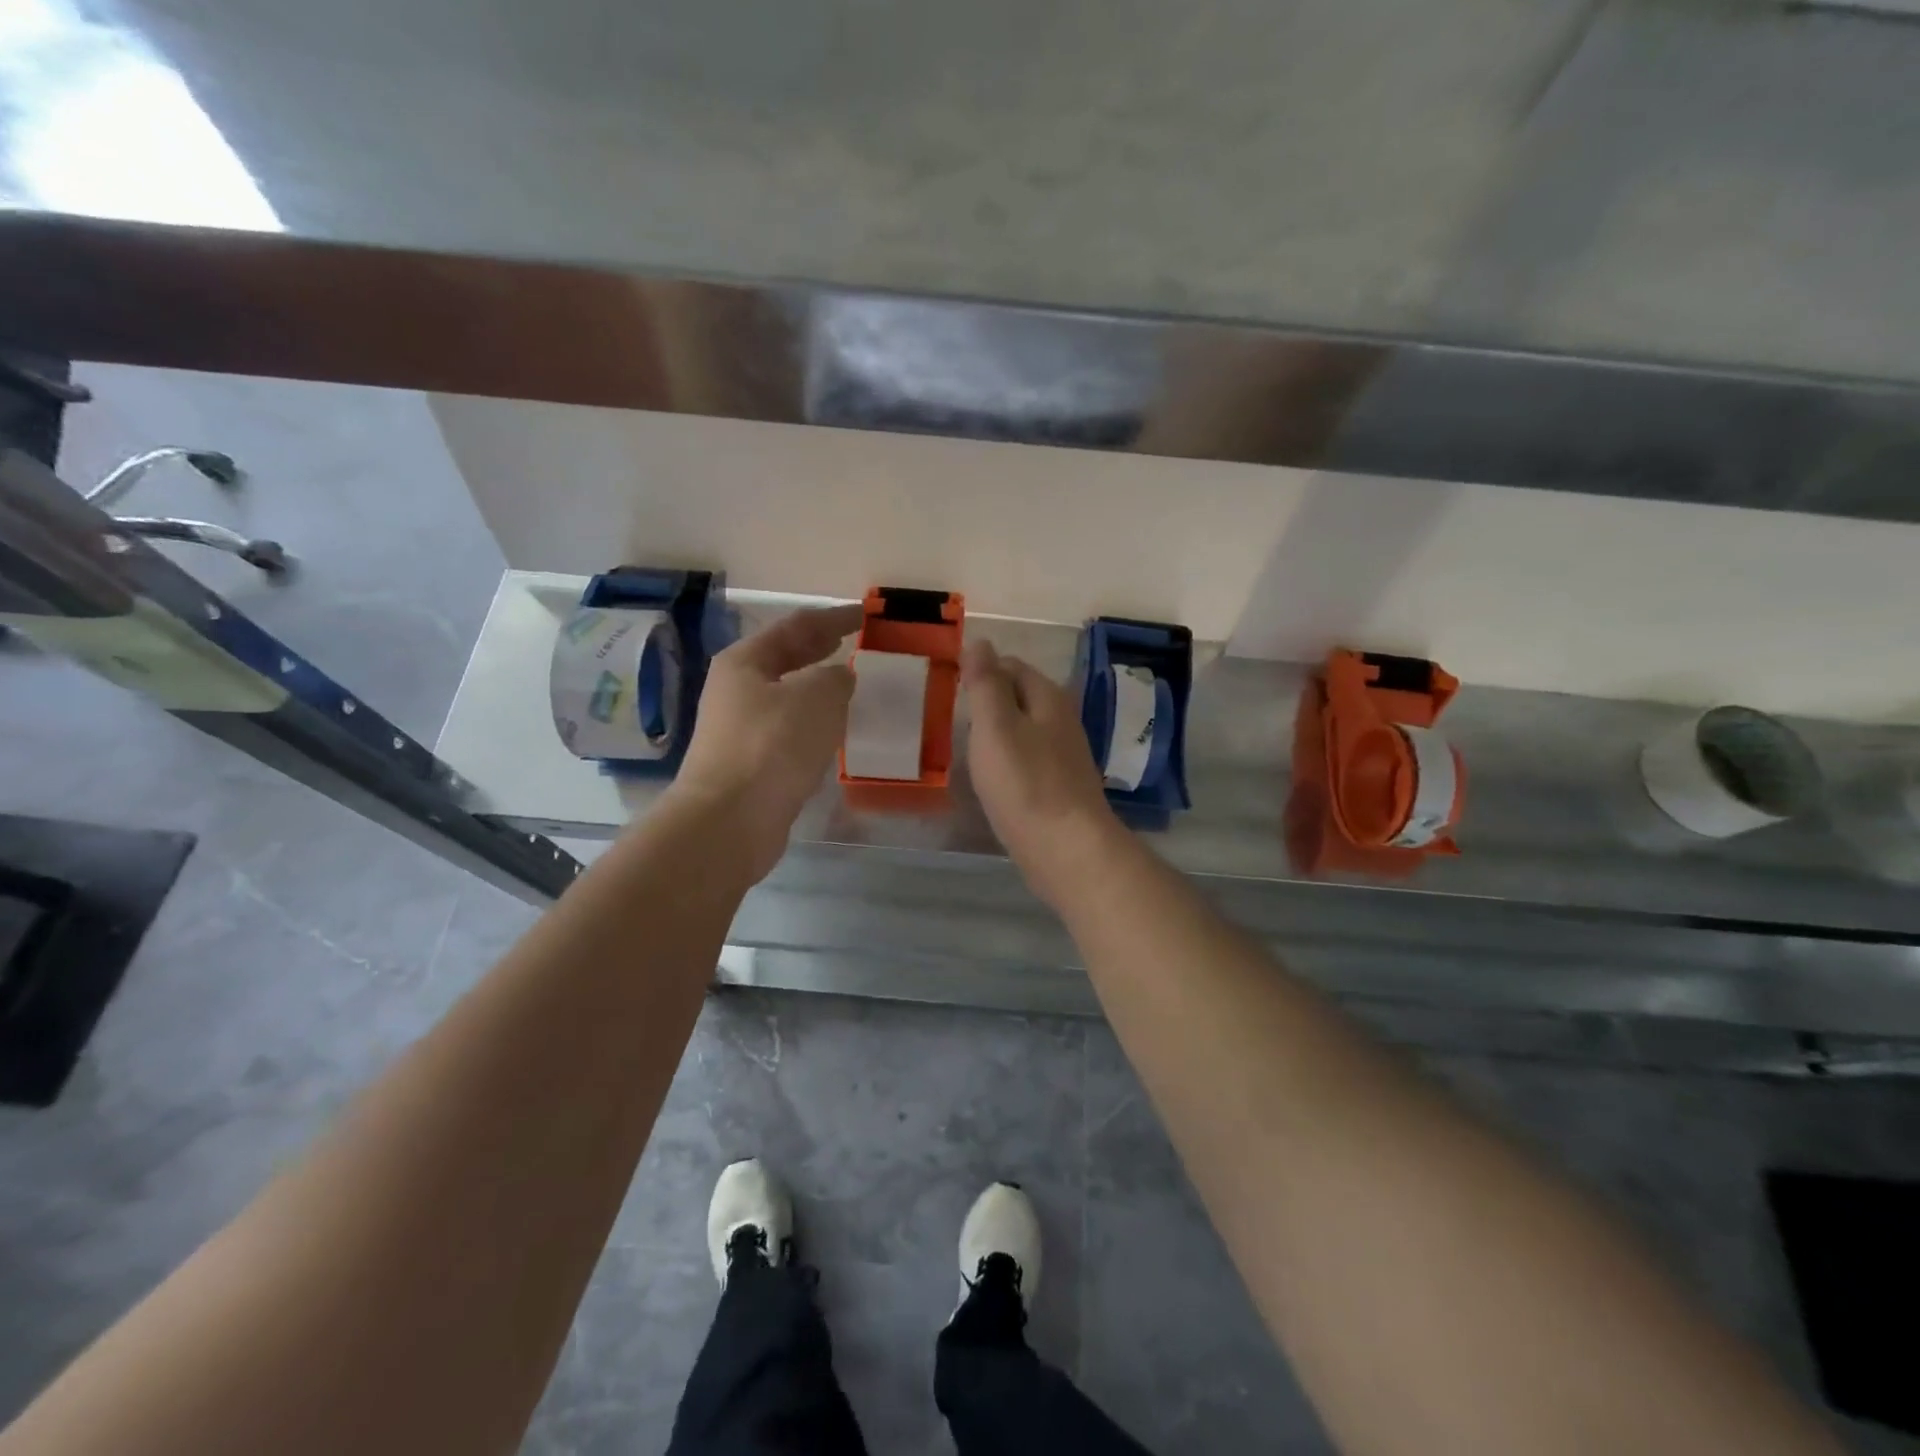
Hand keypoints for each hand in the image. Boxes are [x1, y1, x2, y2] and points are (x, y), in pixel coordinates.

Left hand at [670, 604, 862, 882]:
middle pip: (786, 659)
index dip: (833, 617)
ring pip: (788, 698)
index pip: (796, 626)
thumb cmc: (773, 745)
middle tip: (855, 644)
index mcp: (745, 662)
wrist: (730, 820)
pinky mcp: (751, 765)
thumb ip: (836, 678)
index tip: (865, 615)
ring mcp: (740, 730)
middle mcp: (737, 690)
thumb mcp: (817, 697)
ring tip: (852, 688)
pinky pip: (790, 733)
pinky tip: (834, 734)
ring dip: (818, 691)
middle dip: (821, 650)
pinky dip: (814, 726)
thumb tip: (838, 678)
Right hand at [963, 639, 1122, 907]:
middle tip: (950, 717)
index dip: (980, 670)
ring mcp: (1063, 756)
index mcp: (1047, 698)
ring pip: (1023, 730)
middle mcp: (1061, 721)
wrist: (1067, 850)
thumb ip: (985, 684)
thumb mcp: (996, 727)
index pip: (1010, 666)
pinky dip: (1007, 761)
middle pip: (1019, 697)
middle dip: (987, 701)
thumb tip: (980, 642)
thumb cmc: (1026, 784)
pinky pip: (1028, 761)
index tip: (948, 686)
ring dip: (996, 733)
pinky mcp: (1059, 788)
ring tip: (964, 746)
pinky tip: (991, 778)